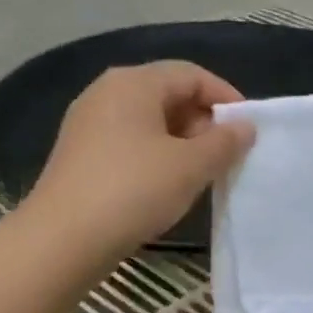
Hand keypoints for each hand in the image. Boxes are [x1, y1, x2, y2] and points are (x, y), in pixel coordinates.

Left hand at [29, 61, 254, 263]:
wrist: (64, 238)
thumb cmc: (134, 191)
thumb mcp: (190, 167)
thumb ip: (224, 142)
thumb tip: (245, 126)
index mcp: (133, 82)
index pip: (191, 74)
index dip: (225, 97)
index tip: (248, 129)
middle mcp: (106, 92)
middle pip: (167, 93)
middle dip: (202, 121)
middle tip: (225, 155)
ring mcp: (88, 123)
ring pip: (148, 121)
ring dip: (181, 142)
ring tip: (201, 173)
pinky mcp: (80, 154)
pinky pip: (129, 142)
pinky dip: (155, 155)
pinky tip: (166, 185)